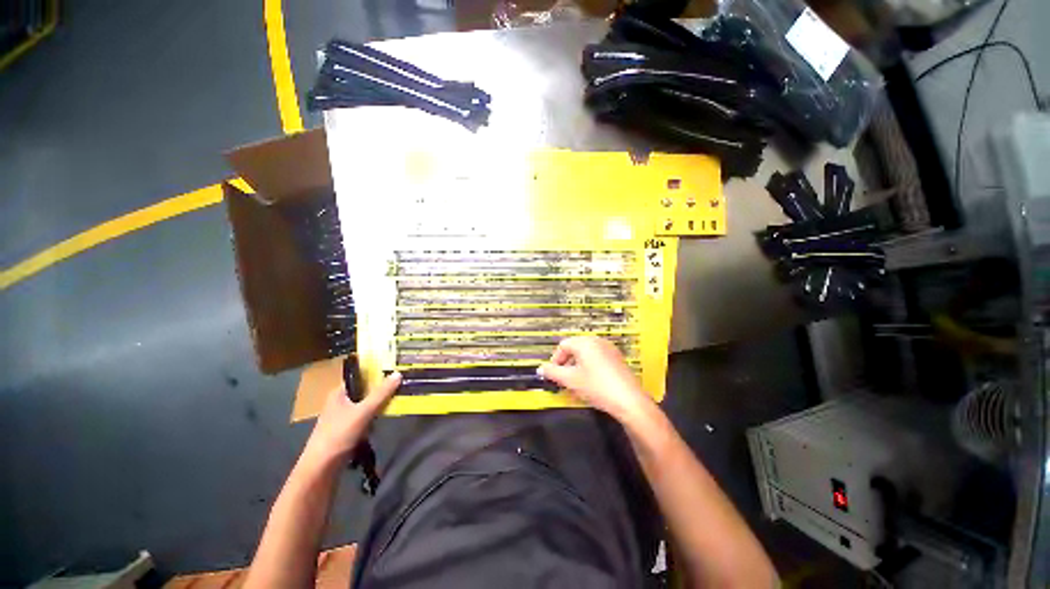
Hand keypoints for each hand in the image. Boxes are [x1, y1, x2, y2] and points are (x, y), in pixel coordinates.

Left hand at [303, 372, 401, 464]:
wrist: (321, 468)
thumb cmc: (339, 434)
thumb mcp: (363, 411)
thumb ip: (381, 393)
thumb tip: (398, 373)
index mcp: (339, 393)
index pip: (360, 376)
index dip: (376, 372)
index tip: (395, 368)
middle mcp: (340, 401)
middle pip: (365, 390)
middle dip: (381, 388)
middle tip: (401, 383)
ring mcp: (343, 416)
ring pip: (366, 404)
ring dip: (380, 403)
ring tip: (398, 398)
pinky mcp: (347, 430)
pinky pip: (366, 417)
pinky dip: (375, 416)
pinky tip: (386, 417)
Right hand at [538, 336, 653, 423]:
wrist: (629, 401)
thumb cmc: (597, 387)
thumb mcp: (570, 380)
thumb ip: (553, 373)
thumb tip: (541, 369)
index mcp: (585, 342)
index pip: (563, 346)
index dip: (555, 360)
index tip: (552, 374)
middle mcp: (597, 341)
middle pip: (574, 349)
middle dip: (566, 364)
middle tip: (562, 380)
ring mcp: (609, 349)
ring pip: (586, 355)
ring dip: (576, 368)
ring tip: (575, 384)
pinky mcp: (617, 359)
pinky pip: (597, 360)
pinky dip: (589, 369)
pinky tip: (590, 384)